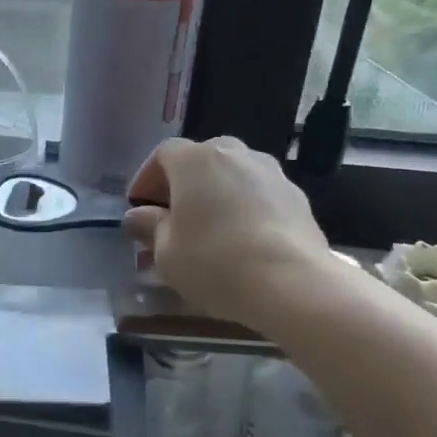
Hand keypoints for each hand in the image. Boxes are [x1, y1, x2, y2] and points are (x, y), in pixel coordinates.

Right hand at [122, 136, 335, 329]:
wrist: (292, 283)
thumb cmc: (213, 260)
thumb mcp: (165, 251)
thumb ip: (149, 227)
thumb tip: (138, 217)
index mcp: (195, 160)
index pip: (163, 154)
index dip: (147, 178)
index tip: (139, 206)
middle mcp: (234, 154)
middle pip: (201, 159)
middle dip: (183, 183)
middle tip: (173, 215)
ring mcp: (271, 172)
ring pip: (233, 174)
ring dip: (216, 193)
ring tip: (209, 227)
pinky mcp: (298, 197)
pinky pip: (259, 194)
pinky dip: (245, 208)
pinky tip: (242, 239)